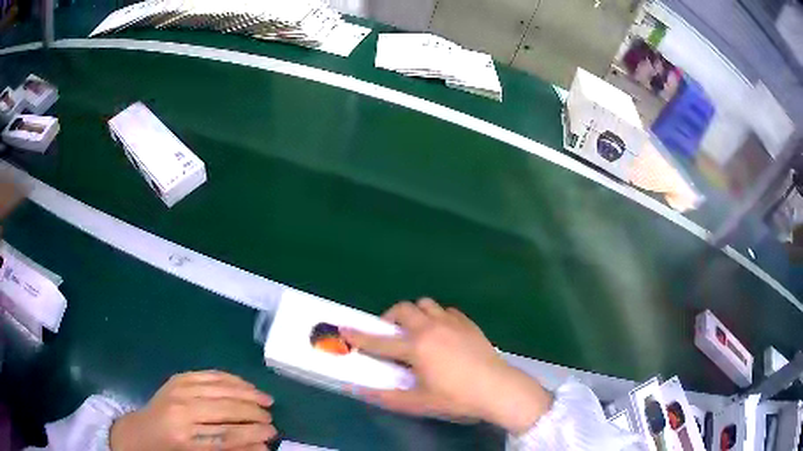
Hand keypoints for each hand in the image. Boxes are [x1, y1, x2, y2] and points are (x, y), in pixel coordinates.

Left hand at [110, 371, 276, 450]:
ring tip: (266, 399)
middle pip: (225, 409)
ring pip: (219, 388)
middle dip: (253, 413)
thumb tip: (262, 447)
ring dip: (246, 393)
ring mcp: (177, 390)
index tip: (273, 434)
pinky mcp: (177, 378)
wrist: (142, 432)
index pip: (227, 435)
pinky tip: (245, 384)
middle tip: (271, 418)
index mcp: (185, 438)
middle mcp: (181, 411)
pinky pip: (208, 374)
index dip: (253, 434)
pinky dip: (230, 379)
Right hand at [341, 299, 551, 433]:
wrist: (498, 389)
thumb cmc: (457, 397)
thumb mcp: (420, 403)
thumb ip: (388, 397)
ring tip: (416, 331)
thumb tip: (362, 391)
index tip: (343, 328)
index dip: (359, 336)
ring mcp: (452, 322)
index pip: (380, 341)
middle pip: (403, 309)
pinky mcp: (468, 323)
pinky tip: (442, 333)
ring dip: (415, 314)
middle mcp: (431, 328)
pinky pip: (446, 310)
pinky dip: (437, 317)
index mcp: (417, 347)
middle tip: (390, 334)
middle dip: (390, 318)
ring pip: (426, 304)